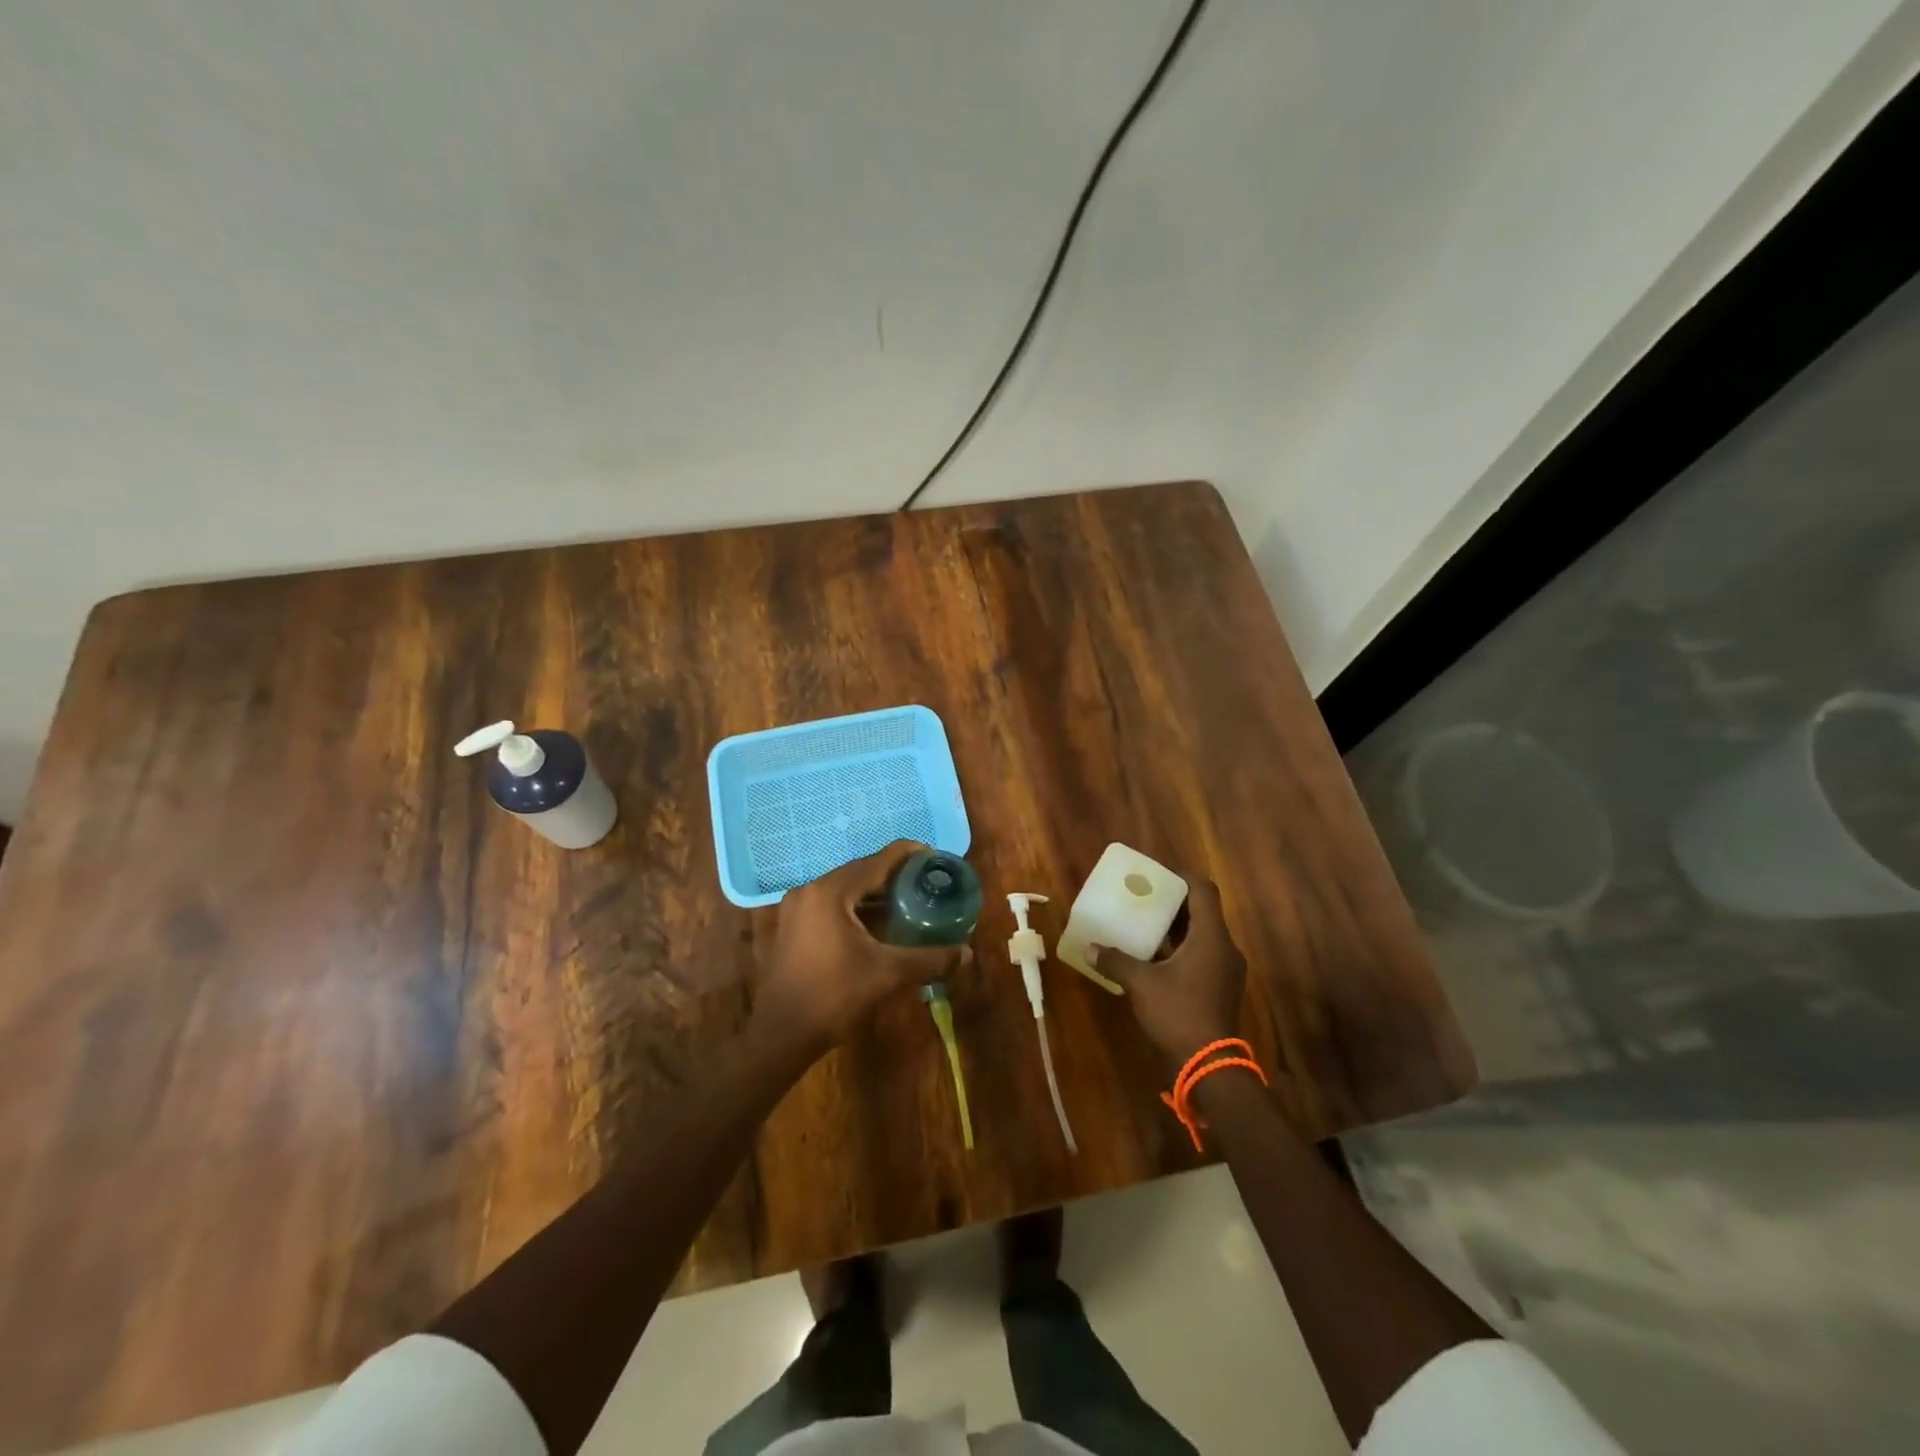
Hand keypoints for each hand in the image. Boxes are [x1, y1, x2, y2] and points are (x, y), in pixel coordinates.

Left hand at [751, 840, 968, 1054]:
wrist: (780, 1036)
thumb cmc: (833, 997)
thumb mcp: (887, 974)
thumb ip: (929, 959)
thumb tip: (966, 954)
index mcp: (830, 892)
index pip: (877, 861)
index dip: (909, 855)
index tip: (935, 857)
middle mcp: (810, 890)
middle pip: (860, 872)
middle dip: (895, 875)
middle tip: (927, 882)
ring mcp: (796, 909)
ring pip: (845, 890)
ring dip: (875, 893)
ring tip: (909, 901)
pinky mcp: (792, 927)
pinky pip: (831, 905)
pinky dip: (856, 908)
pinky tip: (878, 924)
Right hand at [1090, 878, 1246, 1071]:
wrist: (1209, 1066)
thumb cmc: (1178, 1013)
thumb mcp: (1142, 984)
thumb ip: (1116, 961)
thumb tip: (1090, 947)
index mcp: (1212, 938)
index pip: (1204, 891)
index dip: (1181, 878)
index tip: (1156, 875)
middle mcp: (1224, 948)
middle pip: (1202, 912)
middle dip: (1173, 903)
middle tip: (1143, 898)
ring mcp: (1225, 971)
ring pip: (1202, 936)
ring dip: (1176, 929)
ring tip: (1144, 924)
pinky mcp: (1220, 989)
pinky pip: (1201, 956)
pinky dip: (1180, 950)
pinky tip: (1154, 958)